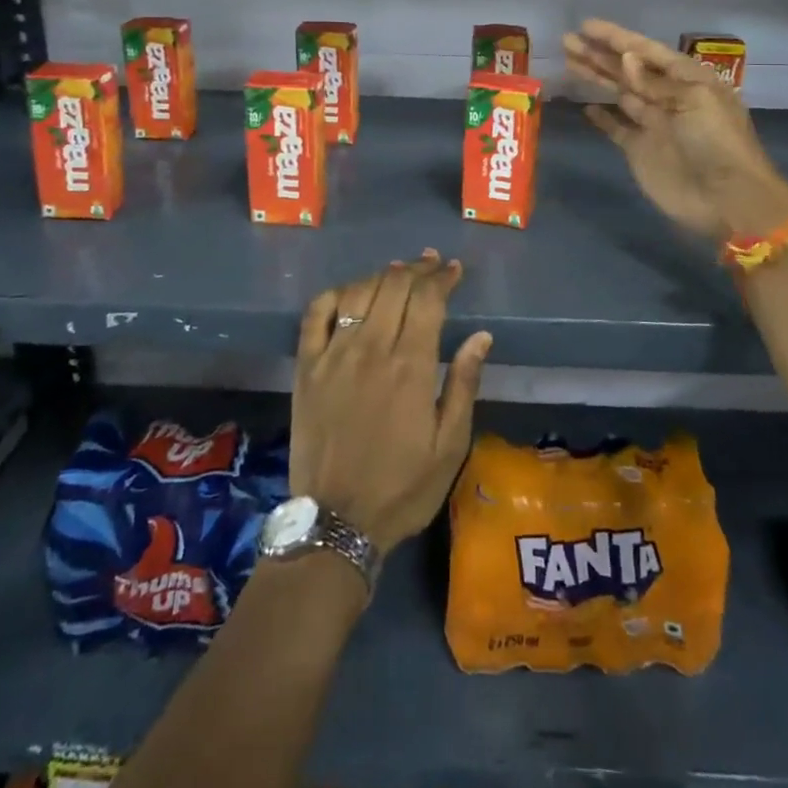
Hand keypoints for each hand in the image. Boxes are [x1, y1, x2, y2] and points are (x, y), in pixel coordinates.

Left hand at [291, 251, 492, 552]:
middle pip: (394, 285)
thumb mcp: (450, 445)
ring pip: (358, 292)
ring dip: (382, 275)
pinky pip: (315, 314)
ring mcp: (333, 355)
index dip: (442, 277)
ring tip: (398, 272)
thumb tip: (481, 336)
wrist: (336, 523)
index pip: (428, 299)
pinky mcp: (306, 367)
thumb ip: (463, 384)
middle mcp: (371, 348)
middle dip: (417, 268)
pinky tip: (350, 294)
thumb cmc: (403, 487)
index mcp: (410, 366)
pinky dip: (335, 294)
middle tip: (431, 264)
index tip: (453, 269)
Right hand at [563, 19, 787, 238]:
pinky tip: (586, 106)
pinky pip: (617, 128)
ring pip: (619, 93)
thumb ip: (655, 82)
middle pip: (628, 70)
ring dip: (596, 77)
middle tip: (567, 40)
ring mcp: (653, 124)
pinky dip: (603, 118)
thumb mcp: (693, 101)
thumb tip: (625, 59)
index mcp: (688, 79)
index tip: (586, 25)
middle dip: (599, 54)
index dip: (616, 38)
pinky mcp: (641, 150)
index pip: (646, 51)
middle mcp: (668, 97)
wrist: (726, 199)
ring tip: (569, 61)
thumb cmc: (717, 142)